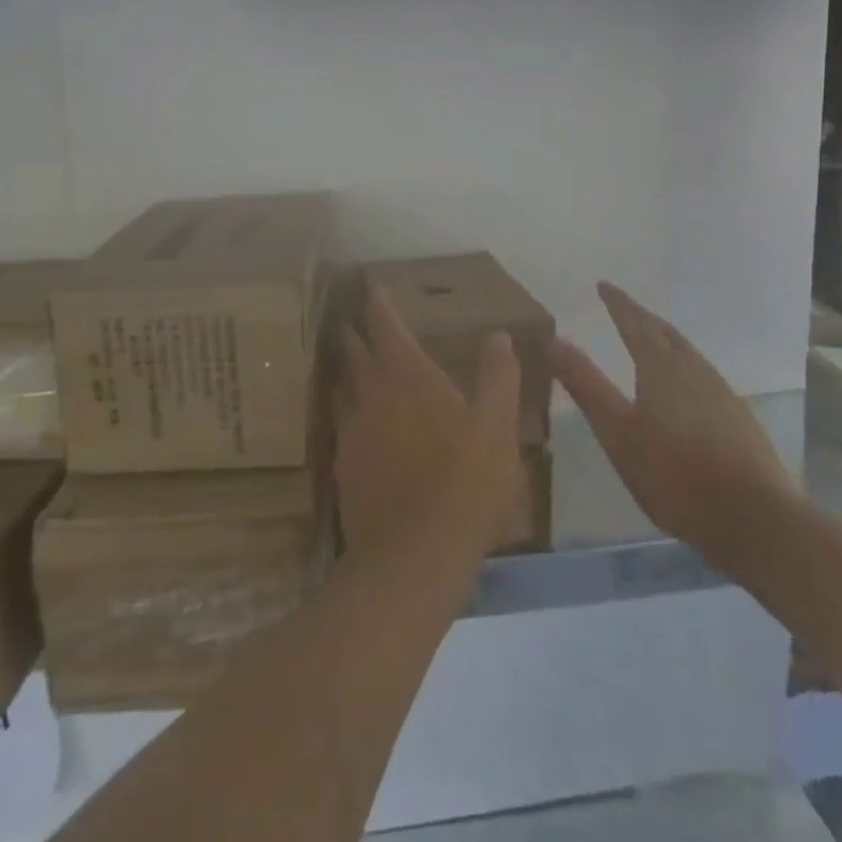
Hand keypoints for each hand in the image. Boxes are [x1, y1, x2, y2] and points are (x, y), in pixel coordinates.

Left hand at [335, 290, 522, 560]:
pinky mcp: (343, 465)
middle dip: (355, 333)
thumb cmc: (466, 481)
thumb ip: (498, 377)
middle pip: (355, 352)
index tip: (371, 287)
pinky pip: (343, 426)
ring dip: (348, 372)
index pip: (386, 325)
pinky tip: (360, 427)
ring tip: (354, 367)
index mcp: (409, 375)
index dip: (378, 304)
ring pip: (343, 388)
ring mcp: (353, 429)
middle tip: (355, 322)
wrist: (414, 554)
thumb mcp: (498, 426)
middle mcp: (372, 393)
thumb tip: (498, 335)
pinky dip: (350, 415)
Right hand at [551, 282, 795, 549]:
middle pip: (664, 332)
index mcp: (660, 368)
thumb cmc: (675, 475)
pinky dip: (684, 363)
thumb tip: (552, 338)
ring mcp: (721, 391)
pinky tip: (686, 384)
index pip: (634, 322)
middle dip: (642, 316)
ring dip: (665, 338)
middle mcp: (693, 369)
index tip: (603, 285)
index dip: (617, 303)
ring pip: (687, 352)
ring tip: (651, 337)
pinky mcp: (739, 415)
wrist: (756, 519)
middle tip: (624, 307)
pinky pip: (703, 373)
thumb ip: (585, 385)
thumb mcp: (617, 434)